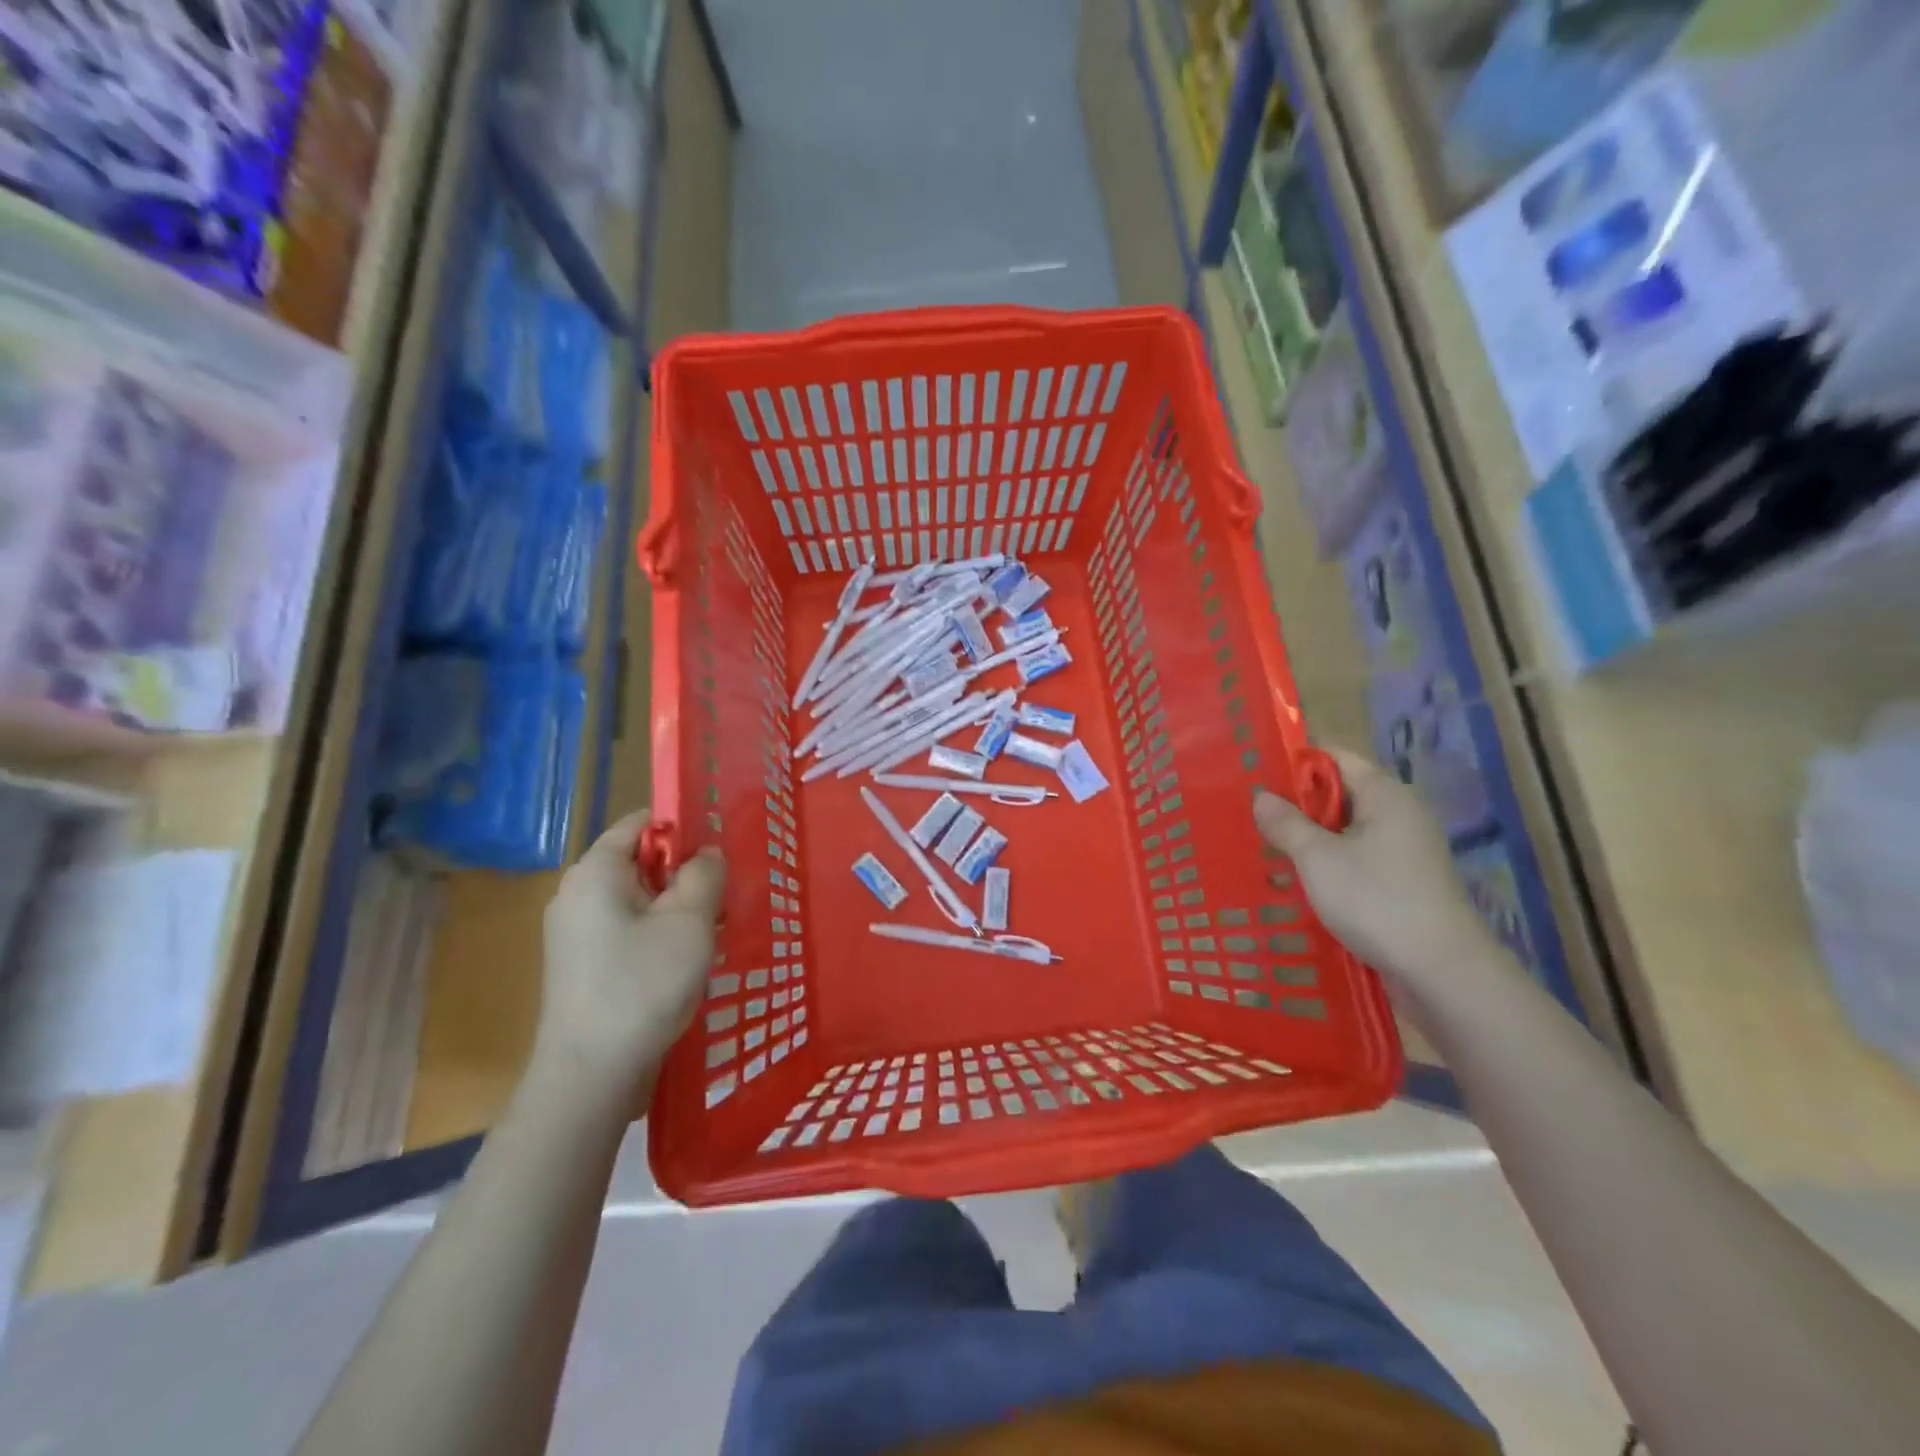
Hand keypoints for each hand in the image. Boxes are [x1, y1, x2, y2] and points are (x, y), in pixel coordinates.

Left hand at [538, 811, 725, 1090]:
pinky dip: (659, 934)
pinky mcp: (583, 964)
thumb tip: (707, 854)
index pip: (640, 822)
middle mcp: (578, 894)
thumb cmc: (642, 984)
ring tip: (711, 934)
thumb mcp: (689, 920)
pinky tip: (686, 961)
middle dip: (685, 874)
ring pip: (639, 899)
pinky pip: (629, 929)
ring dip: (677, 908)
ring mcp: (576, 932)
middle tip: (722, 899)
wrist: (590, 1074)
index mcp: (595, 872)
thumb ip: (704, 874)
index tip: (718, 853)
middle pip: (641, 861)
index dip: (682, 827)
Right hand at [1254, 750, 1501, 1004]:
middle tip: (1252, 819)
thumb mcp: (1317, 857)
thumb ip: (1285, 823)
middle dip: (1296, 806)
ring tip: (1266, 852)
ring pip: (1345, 832)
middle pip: (1339, 794)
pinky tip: (1297, 883)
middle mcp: (1399, 814)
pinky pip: (1356, 860)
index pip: (1334, 758)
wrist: (1441, 971)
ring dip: (1309, 840)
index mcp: (1384, 794)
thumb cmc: (1376, 900)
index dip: (1294, 764)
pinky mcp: (1403, 883)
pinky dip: (1327, 865)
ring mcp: (1404, 851)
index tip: (1256, 779)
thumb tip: (1261, 796)